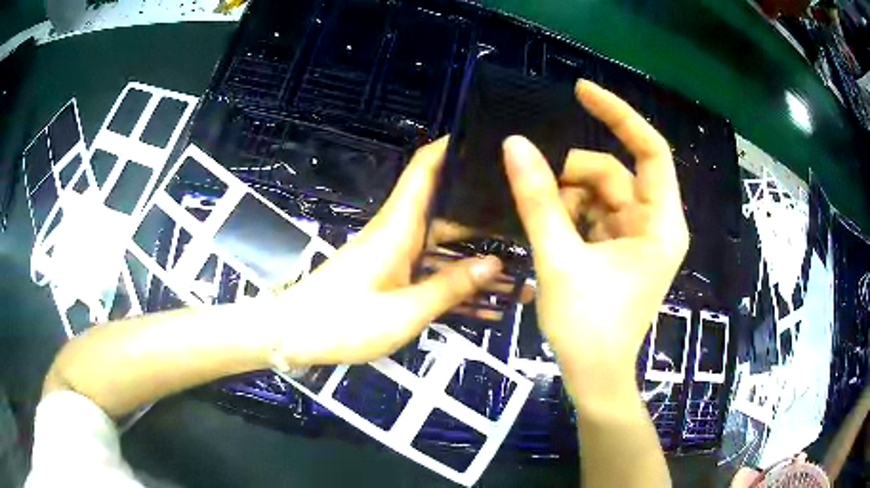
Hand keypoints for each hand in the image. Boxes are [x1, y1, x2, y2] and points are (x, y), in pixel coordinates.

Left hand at [270, 138, 502, 365]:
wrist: (295, 337)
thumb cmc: (342, 322)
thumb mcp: (403, 312)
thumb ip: (449, 287)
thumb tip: (494, 263)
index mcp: (398, 227)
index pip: (425, 169)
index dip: (452, 148)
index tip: (488, 142)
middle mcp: (399, 233)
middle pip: (447, 209)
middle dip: (486, 211)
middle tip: (529, 217)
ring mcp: (396, 256)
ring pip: (445, 246)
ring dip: (478, 255)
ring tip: (522, 265)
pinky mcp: (392, 277)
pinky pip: (432, 273)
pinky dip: (457, 283)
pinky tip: (489, 302)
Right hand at [502, 80, 688, 399]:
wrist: (592, 377)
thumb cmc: (587, 328)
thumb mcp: (559, 259)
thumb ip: (538, 199)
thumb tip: (514, 144)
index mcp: (660, 224)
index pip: (650, 149)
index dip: (619, 115)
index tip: (580, 91)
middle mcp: (655, 224)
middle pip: (614, 173)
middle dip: (573, 176)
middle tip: (533, 188)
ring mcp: (637, 237)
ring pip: (600, 194)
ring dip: (566, 199)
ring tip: (539, 222)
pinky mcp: (620, 250)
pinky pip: (593, 215)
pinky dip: (569, 216)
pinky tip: (550, 233)